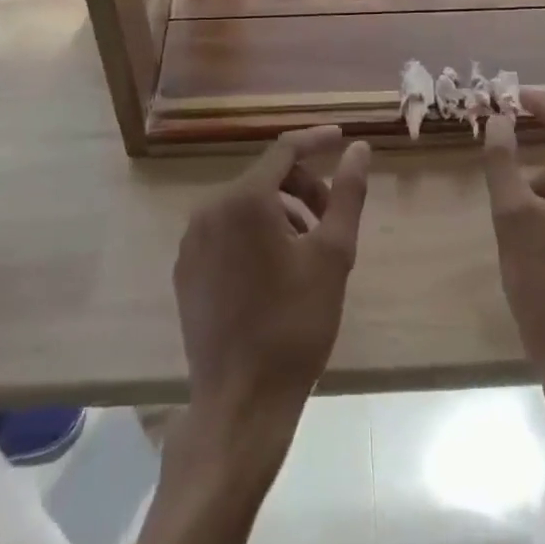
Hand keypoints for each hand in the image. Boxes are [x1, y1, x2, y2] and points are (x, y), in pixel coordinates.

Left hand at [175, 125, 371, 423]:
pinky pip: (226, 232)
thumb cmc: (294, 324)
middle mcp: (210, 209)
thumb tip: (358, 148)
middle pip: (265, 178)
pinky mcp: (186, 270)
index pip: (284, 150)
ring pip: (245, 206)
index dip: (315, 142)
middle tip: (331, 219)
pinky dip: (254, 234)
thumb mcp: (333, 255)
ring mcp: (192, 241)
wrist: (240, 403)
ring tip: (308, 251)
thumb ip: (347, 194)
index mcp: (244, 200)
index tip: (341, 140)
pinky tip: (276, 271)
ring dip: (281, 213)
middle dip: (302, 188)